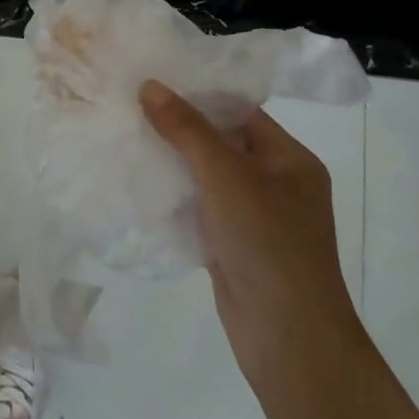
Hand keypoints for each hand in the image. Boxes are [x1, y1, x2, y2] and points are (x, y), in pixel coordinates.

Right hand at [139, 80, 362, 390]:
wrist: (289, 340)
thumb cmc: (268, 244)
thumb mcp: (226, 175)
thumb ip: (187, 129)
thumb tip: (150, 85)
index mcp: (290, 160)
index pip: (241, 111)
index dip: (199, 94)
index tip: (155, 78)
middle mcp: (276, 184)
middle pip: (222, 141)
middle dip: (179, 126)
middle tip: (132, 102)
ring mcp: (255, 217)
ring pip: (207, 176)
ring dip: (173, 160)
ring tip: (127, 133)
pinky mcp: (233, 245)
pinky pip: (200, 207)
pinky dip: (174, 194)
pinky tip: (139, 180)